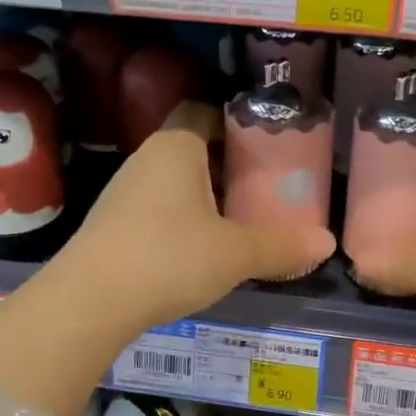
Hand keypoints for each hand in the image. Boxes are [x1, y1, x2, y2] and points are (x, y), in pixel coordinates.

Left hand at [53, 102, 336, 330]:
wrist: (89, 302)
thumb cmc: (170, 258)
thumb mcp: (236, 254)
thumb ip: (282, 246)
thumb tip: (327, 243)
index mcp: (176, 147)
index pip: (204, 113)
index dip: (234, 126)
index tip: (264, 149)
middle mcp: (146, 158)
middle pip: (192, 149)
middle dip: (225, 167)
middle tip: (261, 189)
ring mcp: (123, 191)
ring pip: (173, 182)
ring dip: (202, 197)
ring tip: (236, 222)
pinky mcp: (111, 224)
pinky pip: (155, 209)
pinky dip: (179, 220)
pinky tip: (197, 250)